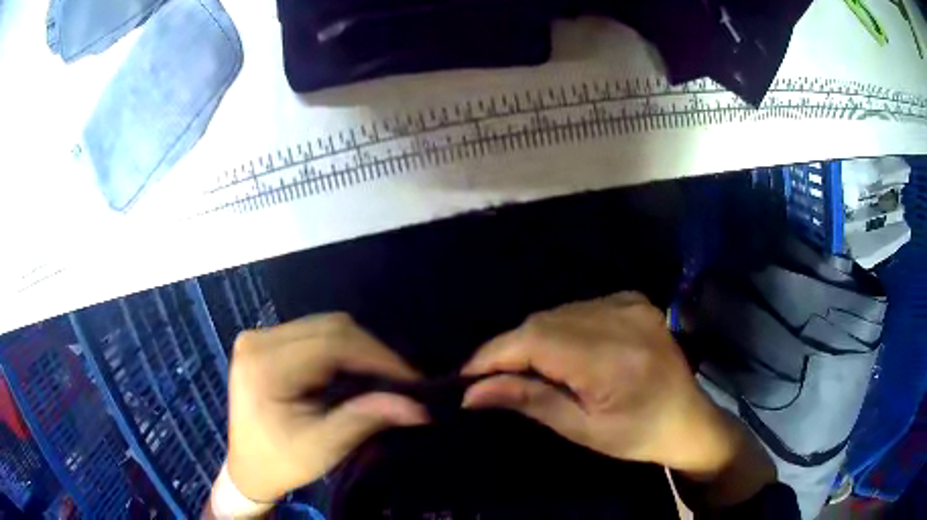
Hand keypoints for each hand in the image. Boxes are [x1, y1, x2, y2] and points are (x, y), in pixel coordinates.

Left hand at [225, 314, 427, 504]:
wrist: (248, 469)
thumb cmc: (281, 463)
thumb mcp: (322, 447)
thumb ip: (364, 420)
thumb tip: (416, 406)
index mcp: (264, 365)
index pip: (332, 342)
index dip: (378, 356)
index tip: (413, 379)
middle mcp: (258, 340)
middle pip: (330, 328)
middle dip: (372, 352)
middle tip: (403, 381)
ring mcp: (260, 337)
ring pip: (325, 326)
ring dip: (359, 349)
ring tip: (385, 377)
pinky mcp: (266, 342)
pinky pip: (315, 334)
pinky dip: (342, 350)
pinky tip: (357, 370)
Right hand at [461, 293, 742, 475]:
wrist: (689, 420)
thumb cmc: (638, 436)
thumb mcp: (583, 430)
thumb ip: (530, 402)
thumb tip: (473, 392)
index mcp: (613, 358)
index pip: (536, 340)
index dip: (494, 354)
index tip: (466, 376)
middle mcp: (623, 319)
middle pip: (544, 322)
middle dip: (511, 349)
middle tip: (492, 379)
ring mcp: (632, 304)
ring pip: (559, 312)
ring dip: (534, 338)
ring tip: (526, 368)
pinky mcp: (636, 300)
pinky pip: (581, 306)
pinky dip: (561, 326)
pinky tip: (564, 350)